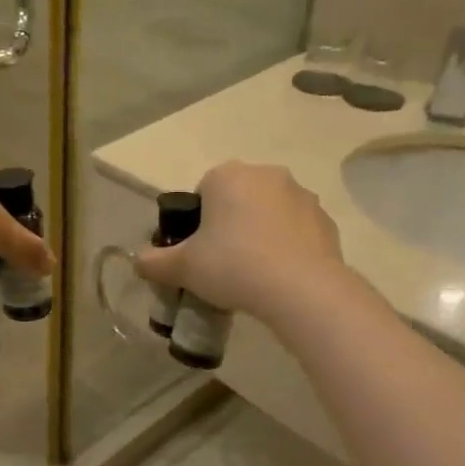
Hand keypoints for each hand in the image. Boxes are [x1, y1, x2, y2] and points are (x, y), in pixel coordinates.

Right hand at [135, 161, 344, 321]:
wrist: (302, 290)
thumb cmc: (233, 266)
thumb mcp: (183, 268)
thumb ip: (155, 262)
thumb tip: (138, 262)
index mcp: (228, 175)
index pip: (203, 190)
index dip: (197, 221)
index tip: (197, 250)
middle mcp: (267, 175)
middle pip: (237, 198)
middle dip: (229, 223)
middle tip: (221, 262)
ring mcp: (302, 196)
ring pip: (269, 212)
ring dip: (259, 233)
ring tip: (253, 273)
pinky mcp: (326, 221)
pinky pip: (296, 230)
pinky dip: (286, 246)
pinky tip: (279, 277)